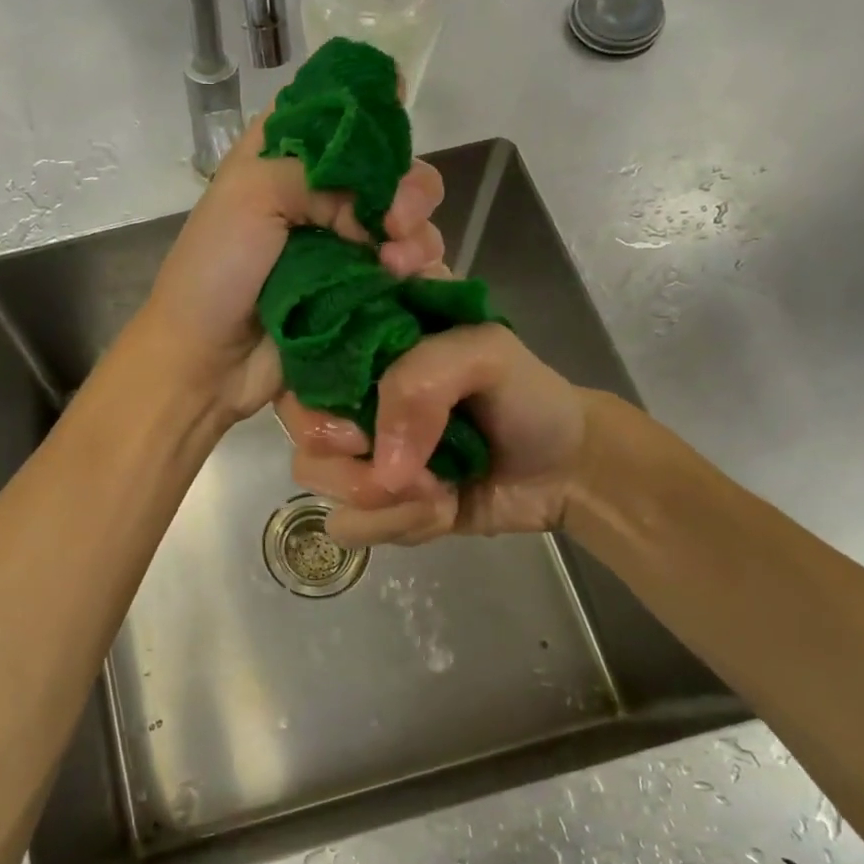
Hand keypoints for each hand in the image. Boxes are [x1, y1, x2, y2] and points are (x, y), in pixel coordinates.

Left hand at [139, 114, 447, 417]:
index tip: (402, 123)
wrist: (204, 362)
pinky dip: (420, 274)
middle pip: (390, 172)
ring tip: (399, 265)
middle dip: (410, 189)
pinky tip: (412, 284)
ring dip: (417, 237)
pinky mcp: (358, 294)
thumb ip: (321, 173)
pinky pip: (407, 275)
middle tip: (399, 221)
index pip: (344, 115)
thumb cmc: (214, 272)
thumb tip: (380, 205)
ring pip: (408, 225)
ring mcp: (342, 249)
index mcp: (285, 158)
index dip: (377, 117)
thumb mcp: (250, 193)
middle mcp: (319, 197)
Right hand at [277, 322, 612, 545]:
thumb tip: (381, 470)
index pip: (301, 347)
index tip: (361, 413)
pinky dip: (394, 525)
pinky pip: (346, 524)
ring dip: (381, 497)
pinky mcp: (375, 502)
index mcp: (369, 337)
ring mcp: (360, 450)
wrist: (566, 469)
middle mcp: (352, 393)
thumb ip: (421, 384)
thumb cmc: (527, 396)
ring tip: (437, 491)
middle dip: (349, 455)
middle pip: (298, 421)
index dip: (315, 383)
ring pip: (314, 476)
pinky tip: (438, 510)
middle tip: (405, 465)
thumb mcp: (487, 352)